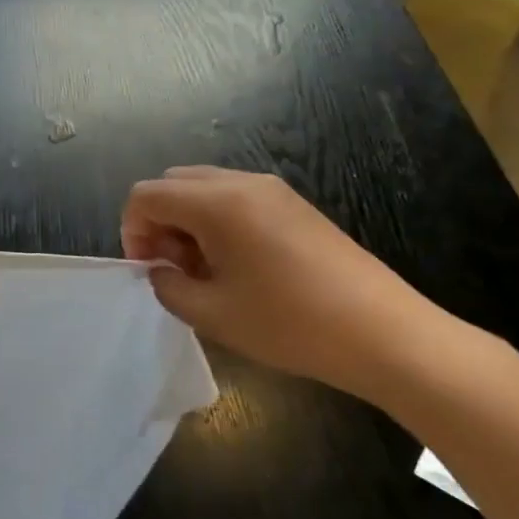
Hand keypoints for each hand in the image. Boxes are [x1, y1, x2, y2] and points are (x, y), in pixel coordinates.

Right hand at [121, 167, 446, 397]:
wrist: (386, 335)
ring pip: (204, 188)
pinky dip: (218, 221)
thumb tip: (161, 270)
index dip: (132, 230)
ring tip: (207, 270)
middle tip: (175, 268)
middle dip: (160, 222)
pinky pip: (236, 198)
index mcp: (215, 203)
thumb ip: (168, 285)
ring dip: (189, 221)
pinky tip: (240, 266)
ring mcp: (273, 190)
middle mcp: (241, 183)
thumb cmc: (289, 323)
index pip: (146, 195)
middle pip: (174, 184)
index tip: (149, 270)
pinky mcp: (296, 205)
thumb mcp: (211, 313)